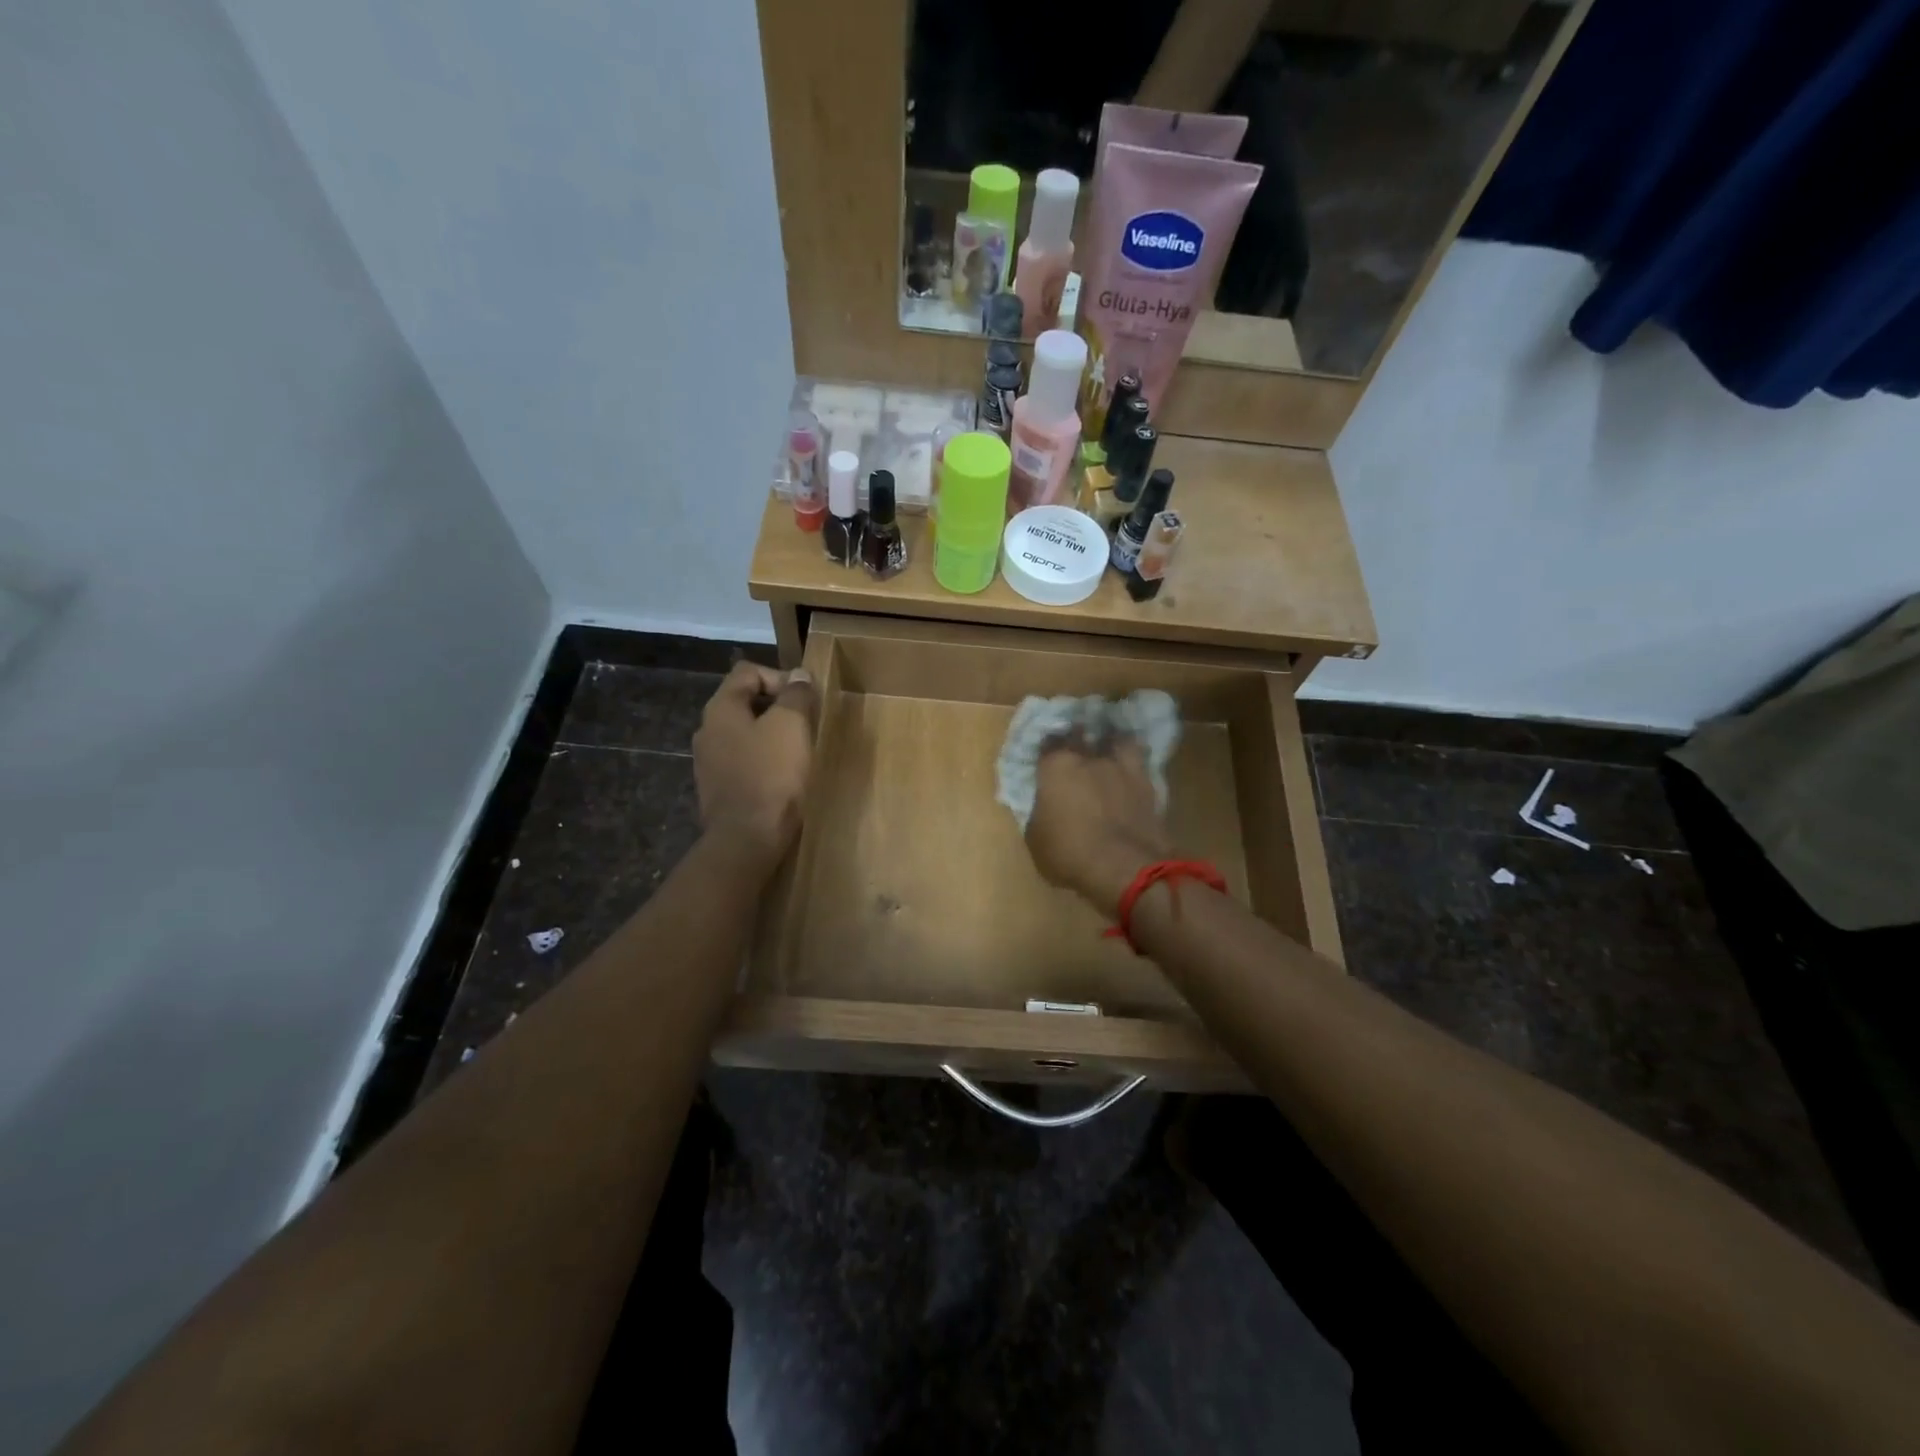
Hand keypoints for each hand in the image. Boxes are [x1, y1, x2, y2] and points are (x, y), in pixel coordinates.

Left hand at [692, 661, 817, 865]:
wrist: (747, 839)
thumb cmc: (771, 775)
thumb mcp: (791, 726)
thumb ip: (796, 695)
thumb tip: (799, 675)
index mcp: (721, 708)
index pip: (748, 672)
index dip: (780, 677)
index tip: (806, 699)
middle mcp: (707, 730)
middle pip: (744, 701)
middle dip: (778, 706)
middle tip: (807, 722)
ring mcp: (708, 762)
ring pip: (744, 733)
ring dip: (772, 734)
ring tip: (799, 750)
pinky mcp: (717, 789)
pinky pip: (743, 761)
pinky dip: (764, 760)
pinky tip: (783, 776)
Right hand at [1025, 734, 1172, 916]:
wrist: (1125, 867)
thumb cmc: (1069, 853)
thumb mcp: (1036, 839)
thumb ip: (1039, 814)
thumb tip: (1044, 807)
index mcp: (1055, 767)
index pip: (1047, 742)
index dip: (1046, 747)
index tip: (1045, 752)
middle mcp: (1089, 758)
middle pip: (1082, 734)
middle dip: (1078, 737)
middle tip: (1076, 743)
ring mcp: (1122, 768)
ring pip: (1117, 740)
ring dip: (1112, 742)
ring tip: (1110, 749)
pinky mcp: (1148, 784)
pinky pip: (1140, 763)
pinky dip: (1134, 765)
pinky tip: (1131, 772)